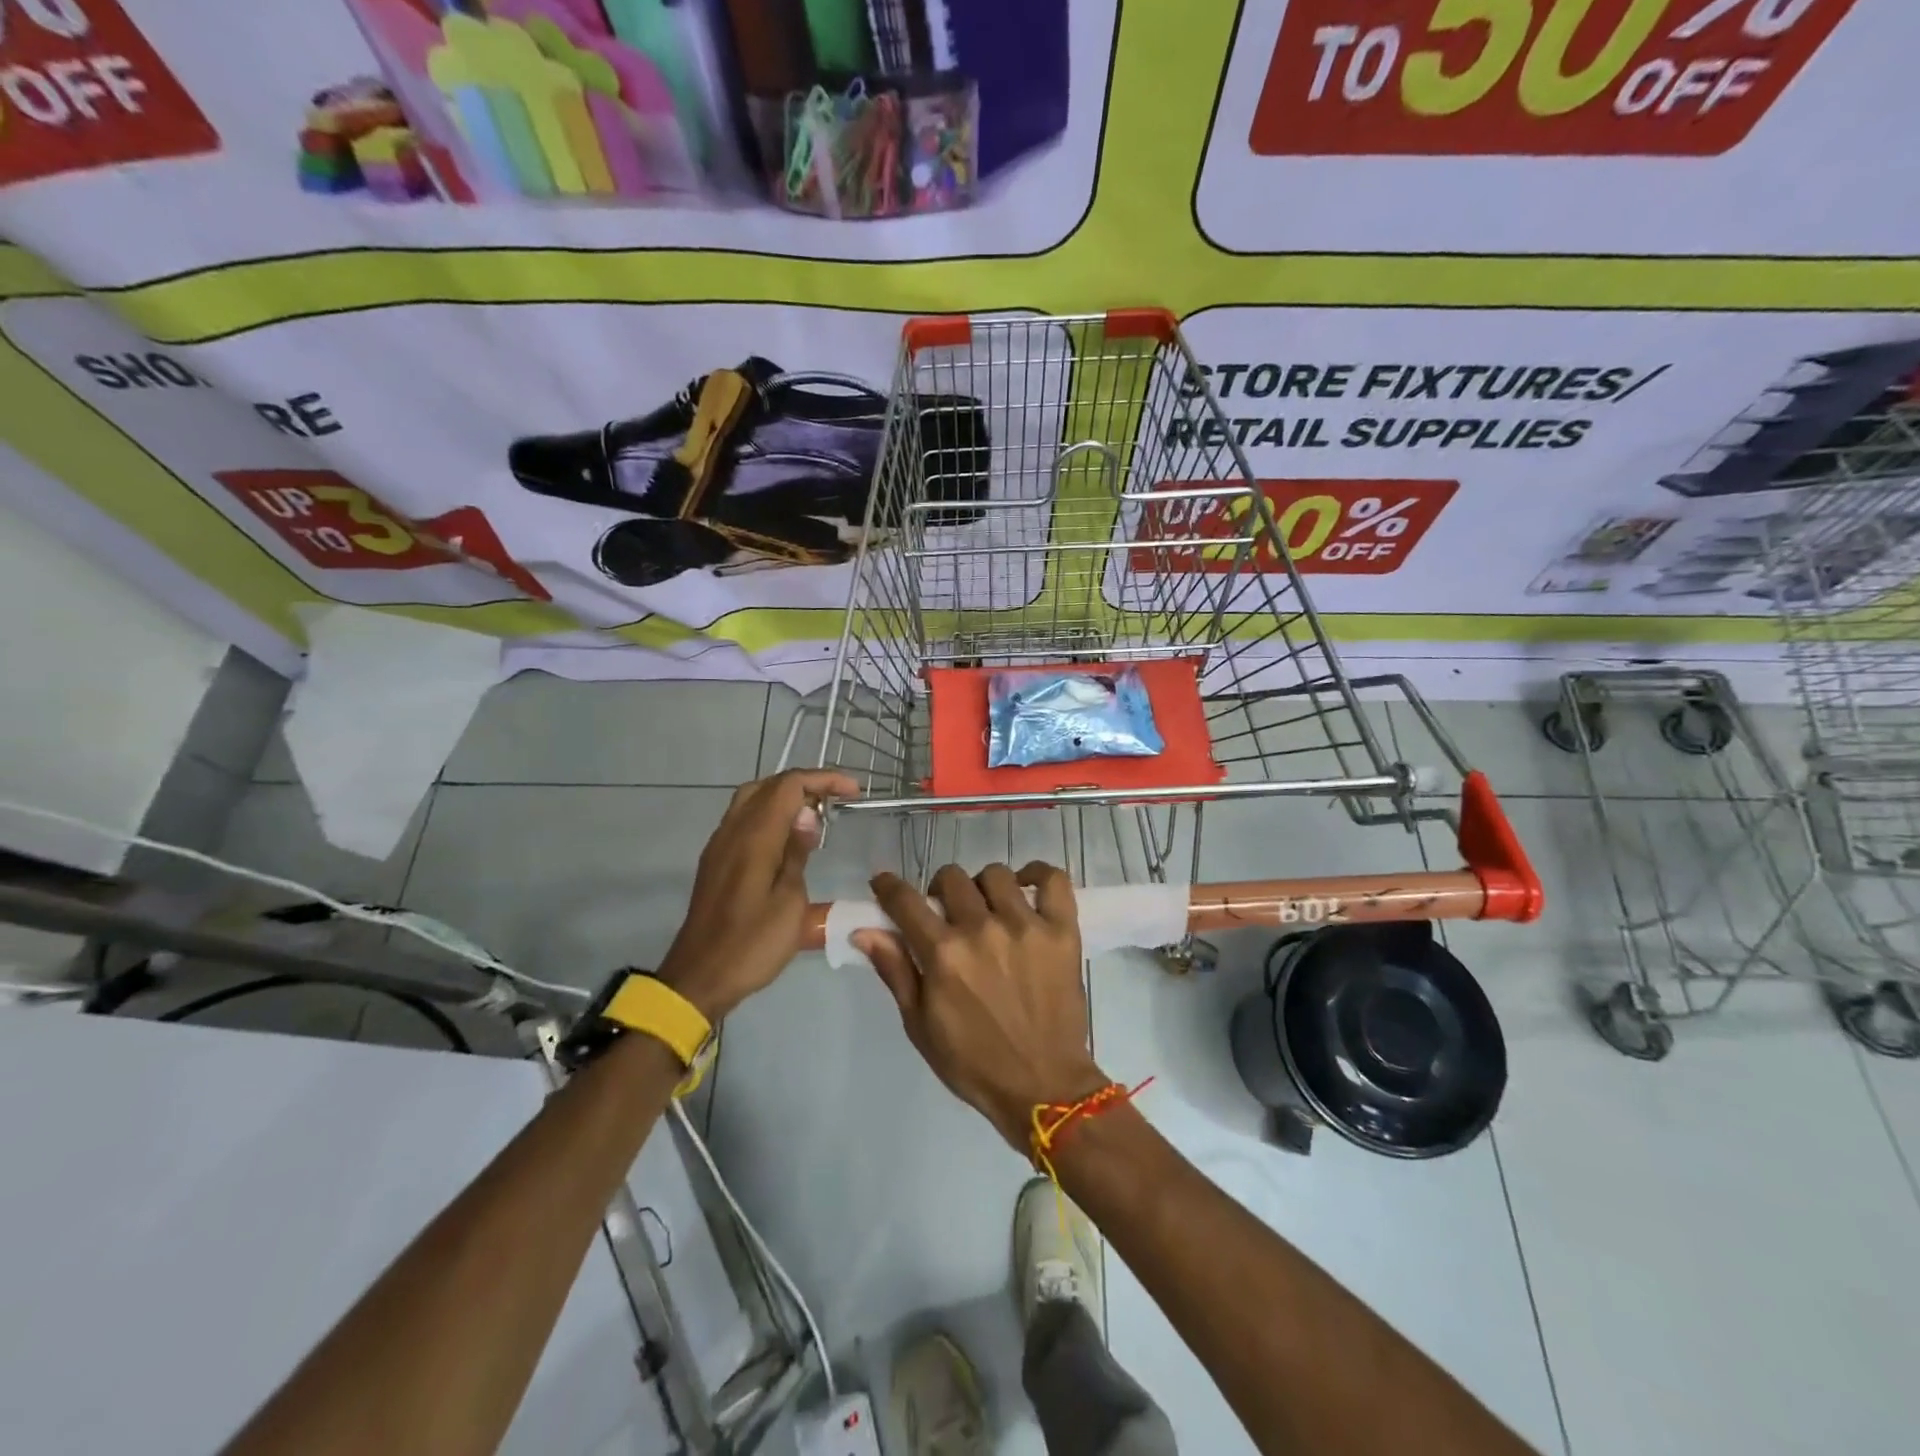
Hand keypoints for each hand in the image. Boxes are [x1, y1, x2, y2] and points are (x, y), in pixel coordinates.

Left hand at [656, 769, 858, 1019]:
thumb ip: (797, 853)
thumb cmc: (752, 944)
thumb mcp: (790, 902)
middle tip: (836, 801)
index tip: (854, 792)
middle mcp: (732, 831)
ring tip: (816, 815)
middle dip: (805, 784)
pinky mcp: (715, 860)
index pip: (789, 786)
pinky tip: (788, 838)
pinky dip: (770, 814)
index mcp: (754, 837)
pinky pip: (744, 819)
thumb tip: (807, 815)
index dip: (824, 780)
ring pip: (752, 799)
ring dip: (785, 797)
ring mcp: (720, 845)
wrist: (700, 977)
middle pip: (768, 785)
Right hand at [858, 863, 1107, 1151]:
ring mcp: (1026, 926)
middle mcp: (983, 930)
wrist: (1043, 1087)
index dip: (888, 887)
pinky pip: (1053, 879)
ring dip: (983, 887)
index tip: (883, 884)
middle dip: (939, 891)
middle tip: (947, 914)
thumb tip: (865, 931)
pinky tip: (1027, 889)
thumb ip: (895, 971)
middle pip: (951, 879)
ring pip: (996, 875)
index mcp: (944, 954)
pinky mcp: (1063, 931)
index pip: (905, 901)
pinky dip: (1038, 875)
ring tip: (988, 909)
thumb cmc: (973, 1062)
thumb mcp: (920, 1025)